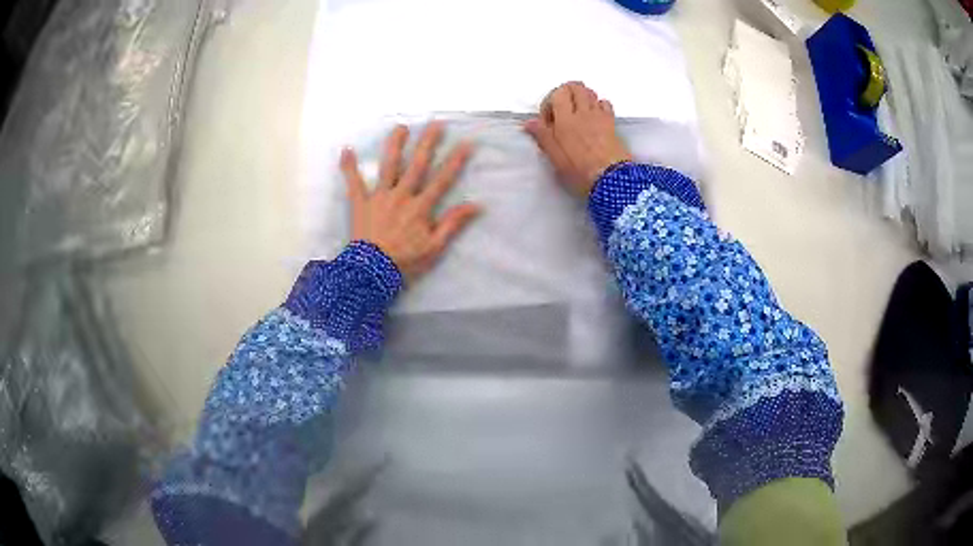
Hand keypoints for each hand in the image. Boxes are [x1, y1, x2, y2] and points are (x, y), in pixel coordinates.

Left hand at [341, 121, 479, 282]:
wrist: (372, 273)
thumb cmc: (405, 261)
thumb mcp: (434, 247)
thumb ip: (453, 224)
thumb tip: (477, 205)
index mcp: (420, 207)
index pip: (442, 179)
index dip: (455, 161)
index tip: (466, 143)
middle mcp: (401, 196)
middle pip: (417, 165)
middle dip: (428, 143)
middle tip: (436, 123)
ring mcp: (379, 197)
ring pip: (388, 166)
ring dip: (395, 145)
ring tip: (401, 127)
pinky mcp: (360, 203)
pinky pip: (353, 183)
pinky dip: (349, 167)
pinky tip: (346, 150)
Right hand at [525, 81, 632, 196]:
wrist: (611, 179)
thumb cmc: (579, 170)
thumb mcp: (555, 157)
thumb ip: (542, 136)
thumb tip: (529, 122)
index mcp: (566, 119)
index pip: (558, 93)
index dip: (550, 102)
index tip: (548, 120)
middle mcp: (583, 112)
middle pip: (575, 86)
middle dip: (566, 93)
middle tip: (562, 110)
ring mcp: (600, 116)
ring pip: (590, 92)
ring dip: (582, 97)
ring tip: (577, 113)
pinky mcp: (612, 123)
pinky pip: (605, 103)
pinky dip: (598, 105)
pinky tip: (594, 118)